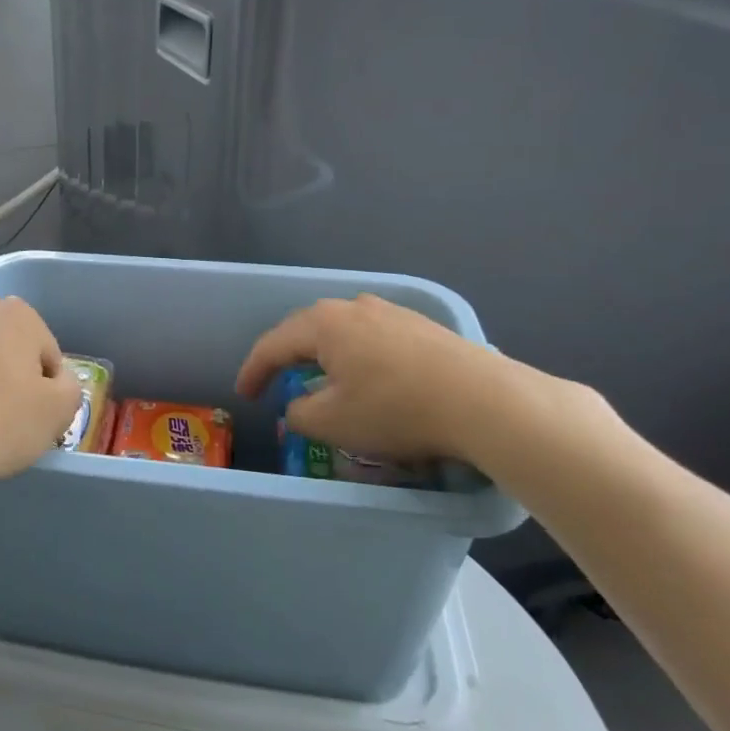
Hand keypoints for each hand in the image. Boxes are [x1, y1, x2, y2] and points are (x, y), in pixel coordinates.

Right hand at [235, 294, 512, 463]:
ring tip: (319, 375)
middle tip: (275, 380)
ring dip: (323, 352)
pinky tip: (367, 374)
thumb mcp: (332, 423)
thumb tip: (298, 405)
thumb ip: (299, 413)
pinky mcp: (421, 326)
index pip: (273, 345)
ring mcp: (391, 312)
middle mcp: (353, 307)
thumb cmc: (395, 410)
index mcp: (323, 324)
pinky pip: (372, 336)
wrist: (484, 402)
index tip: (245, 395)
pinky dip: (356, 354)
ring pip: (342, 329)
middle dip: (286, 355)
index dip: (253, 371)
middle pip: (306, 329)